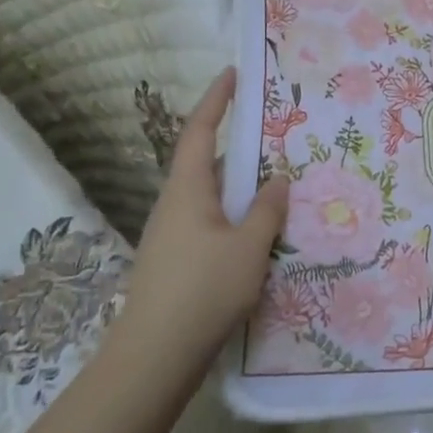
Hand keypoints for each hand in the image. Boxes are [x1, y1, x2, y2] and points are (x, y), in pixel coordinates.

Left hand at [119, 68, 288, 374]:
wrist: (153, 358)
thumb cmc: (202, 291)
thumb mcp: (248, 248)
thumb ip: (267, 210)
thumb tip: (278, 179)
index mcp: (187, 189)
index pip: (201, 131)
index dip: (216, 99)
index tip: (233, 73)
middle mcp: (175, 204)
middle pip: (207, 161)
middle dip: (238, 144)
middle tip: (274, 131)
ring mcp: (172, 234)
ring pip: (211, 195)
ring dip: (240, 184)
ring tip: (277, 180)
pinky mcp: (176, 261)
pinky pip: (210, 221)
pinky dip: (235, 213)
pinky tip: (259, 230)